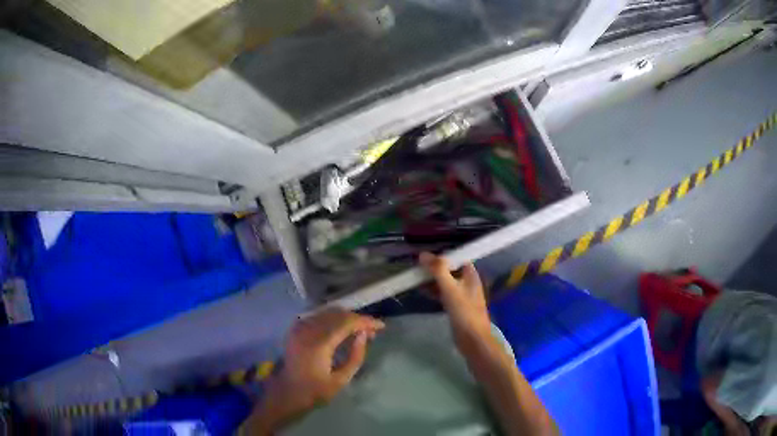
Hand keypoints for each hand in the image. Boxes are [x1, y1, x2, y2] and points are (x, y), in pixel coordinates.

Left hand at [251, 309, 384, 433]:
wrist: (287, 392)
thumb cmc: (315, 391)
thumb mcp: (341, 380)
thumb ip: (355, 356)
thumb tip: (364, 335)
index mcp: (319, 344)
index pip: (346, 323)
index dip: (365, 322)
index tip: (381, 326)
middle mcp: (307, 330)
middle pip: (338, 314)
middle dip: (357, 319)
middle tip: (371, 331)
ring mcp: (299, 327)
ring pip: (328, 312)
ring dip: (346, 318)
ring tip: (359, 330)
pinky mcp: (295, 328)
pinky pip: (318, 316)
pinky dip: (333, 319)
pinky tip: (341, 329)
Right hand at [419, 252, 491, 344]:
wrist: (472, 339)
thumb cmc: (464, 312)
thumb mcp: (450, 289)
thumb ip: (438, 271)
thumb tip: (423, 254)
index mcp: (470, 275)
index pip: (457, 258)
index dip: (443, 256)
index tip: (426, 256)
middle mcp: (468, 283)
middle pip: (450, 270)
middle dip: (435, 268)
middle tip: (417, 267)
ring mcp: (462, 295)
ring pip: (446, 282)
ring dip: (433, 280)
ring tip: (415, 278)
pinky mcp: (457, 307)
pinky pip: (444, 294)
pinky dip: (434, 291)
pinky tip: (422, 291)